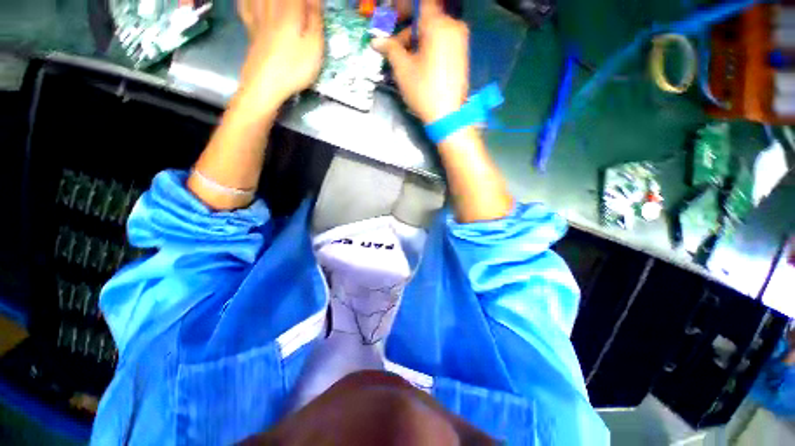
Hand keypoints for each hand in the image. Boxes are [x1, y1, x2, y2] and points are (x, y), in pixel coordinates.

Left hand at [237, 0, 323, 109]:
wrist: (265, 85)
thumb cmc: (294, 67)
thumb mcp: (313, 46)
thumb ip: (315, 19)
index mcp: (289, 11)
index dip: (309, 1)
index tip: (316, 5)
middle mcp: (271, 8)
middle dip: (295, 1)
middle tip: (302, 6)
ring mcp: (257, 18)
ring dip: (274, 0)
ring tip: (284, 6)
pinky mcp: (250, 30)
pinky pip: (246, 6)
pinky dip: (248, 1)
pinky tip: (255, 2)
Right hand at [372, 0, 468, 123]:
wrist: (448, 116)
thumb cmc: (424, 91)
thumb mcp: (403, 69)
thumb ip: (390, 48)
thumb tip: (376, 41)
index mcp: (438, 25)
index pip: (419, 3)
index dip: (402, 8)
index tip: (392, 18)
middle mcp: (453, 26)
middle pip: (426, 17)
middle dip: (407, 28)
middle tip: (394, 45)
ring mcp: (460, 40)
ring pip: (434, 30)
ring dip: (417, 39)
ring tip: (405, 60)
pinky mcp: (462, 54)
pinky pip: (442, 40)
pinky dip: (429, 45)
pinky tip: (419, 62)